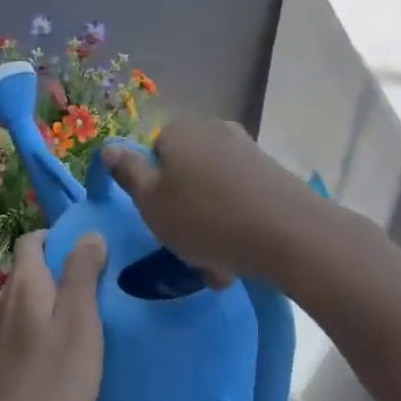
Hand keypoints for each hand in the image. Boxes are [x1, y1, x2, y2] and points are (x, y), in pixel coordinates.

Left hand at [0, 231, 105, 400]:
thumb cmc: (54, 376)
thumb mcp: (80, 319)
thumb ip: (83, 273)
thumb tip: (88, 233)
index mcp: (24, 283)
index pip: (32, 239)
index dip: (59, 236)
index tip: (91, 250)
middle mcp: (4, 299)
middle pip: (30, 268)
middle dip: (61, 268)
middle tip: (99, 283)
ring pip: (28, 299)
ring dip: (55, 298)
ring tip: (88, 315)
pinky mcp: (0, 358)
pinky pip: (25, 324)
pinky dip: (45, 323)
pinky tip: (66, 348)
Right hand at [101, 120, 323, 285]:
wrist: (290, 233)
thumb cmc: (206, 218)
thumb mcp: (152, 203)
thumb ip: (128, 173)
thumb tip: (110, 147)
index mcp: (179, 132)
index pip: (153, 155)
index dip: (152, 191)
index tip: (160, 223)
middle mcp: (213, 131)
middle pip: (185, 174)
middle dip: (184, 213)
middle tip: (187, 252)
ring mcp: (247, 151)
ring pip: (213, 192)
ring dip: (210, 227)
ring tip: (218, 268)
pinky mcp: (273, 174)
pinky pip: (241, 199)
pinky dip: (235, 225)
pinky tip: (240, 259)